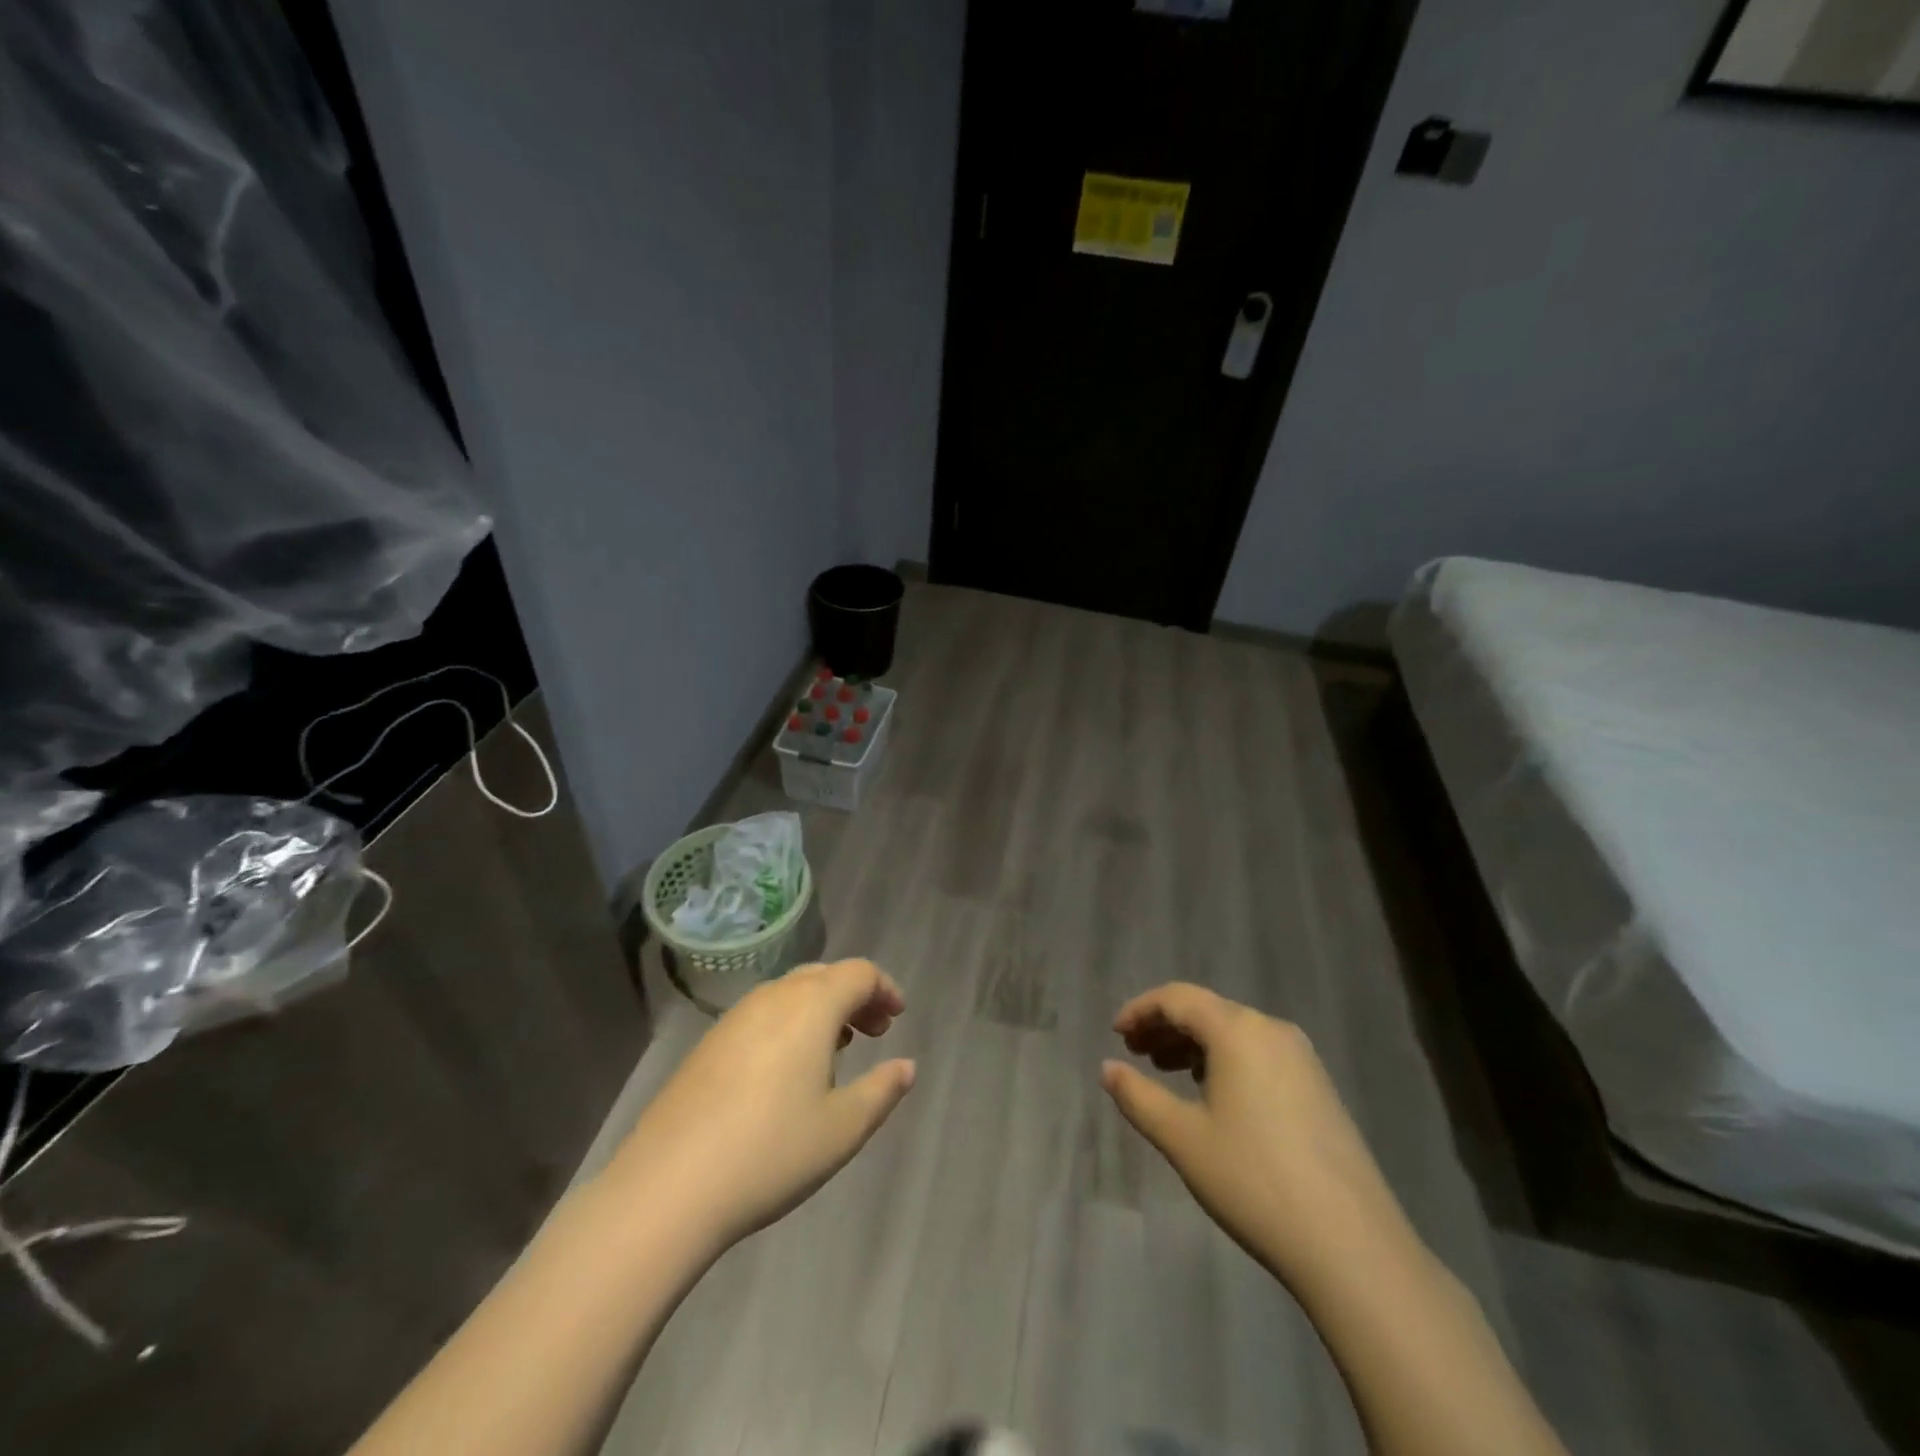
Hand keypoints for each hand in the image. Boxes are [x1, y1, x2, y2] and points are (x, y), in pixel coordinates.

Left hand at [606, 959, 915, 1252]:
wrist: (668, 1187)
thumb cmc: (771, 1152)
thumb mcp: (843, 1128)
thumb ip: (882, 1090)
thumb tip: (906, 1066)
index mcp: (812, 1006)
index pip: (859, 973)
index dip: (885, 989)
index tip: (898, 1018)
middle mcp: (774, 997)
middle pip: (824, 975)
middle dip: (855, 996)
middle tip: (873, 1032)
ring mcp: (735, 1017)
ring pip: (790, 992)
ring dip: (821, 1009)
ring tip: (835, 1050)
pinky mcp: (708, 1043)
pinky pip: (762, 1013)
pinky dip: (789, 1023)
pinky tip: (786, 1070)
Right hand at [1101, 983, 1414, 1291]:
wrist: (1352, 1246)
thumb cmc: (1254, 1181)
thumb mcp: (1182, 1138)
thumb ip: (1138, 1097)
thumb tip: (1107, 1068)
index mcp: (1238, 1030)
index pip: (1178, 998)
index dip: (1140, 1010)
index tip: (1115, 1035)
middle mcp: (1272, 1030)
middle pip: (1207, 1010)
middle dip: (1165, 1026)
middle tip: (1134, 1053)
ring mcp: (1302, 1058)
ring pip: (1234, 1032)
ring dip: (1194, 1044)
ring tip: (1166, 1072)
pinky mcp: (1319, 1088)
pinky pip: (1259, 1054)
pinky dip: (1225, 1061)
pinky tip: (1213, 1095)